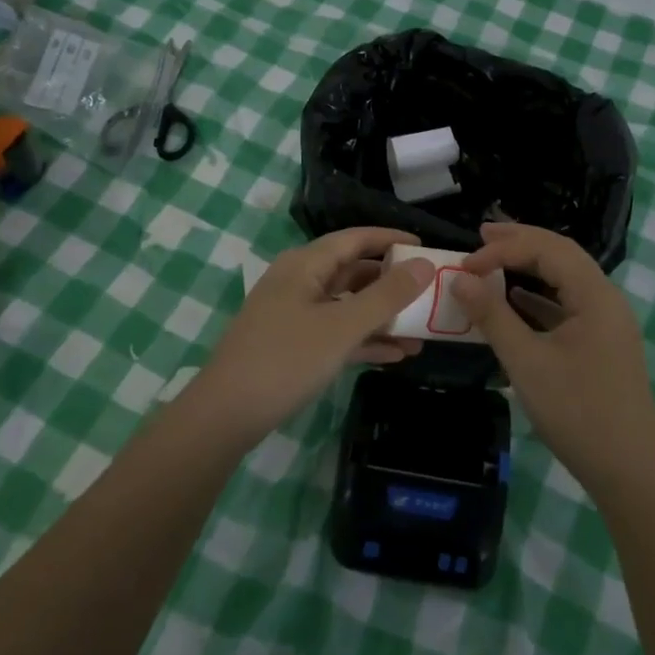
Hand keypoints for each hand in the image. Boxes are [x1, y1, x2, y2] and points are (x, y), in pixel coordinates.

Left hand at [191, 228, 433, 446]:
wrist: (225, 416)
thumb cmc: (286, 360)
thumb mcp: (342, 327)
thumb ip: (386, 295)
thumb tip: (425, 264)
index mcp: (305, 264)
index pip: (355, 238)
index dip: (391, 239)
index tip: (426, 247)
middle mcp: (299, 281)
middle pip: (353, 271)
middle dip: (391, 283)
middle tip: (429, 292)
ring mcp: (294, 314)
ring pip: (347, 305)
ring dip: (382, 317)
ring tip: (422, 330)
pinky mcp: (293, 345)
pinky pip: (336, 332)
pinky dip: (364, 339)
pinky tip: (396, 355)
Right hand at [455, 223, 654, 495]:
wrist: (630, 473)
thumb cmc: (578, 412)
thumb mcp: (527, 362)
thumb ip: (492, 315)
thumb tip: (460, 278)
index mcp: (596, 295)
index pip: (547, 250)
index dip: (504, 249)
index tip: (466, 264)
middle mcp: (606, 299)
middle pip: (562, 254)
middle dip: (521, 241)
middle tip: (482, 234)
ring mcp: (607, 322)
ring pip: (566, 278)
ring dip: (530, 265)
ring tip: (494, 257)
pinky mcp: (602, 344)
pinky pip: (569, 304)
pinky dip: (540, 295)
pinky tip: (516, 299)